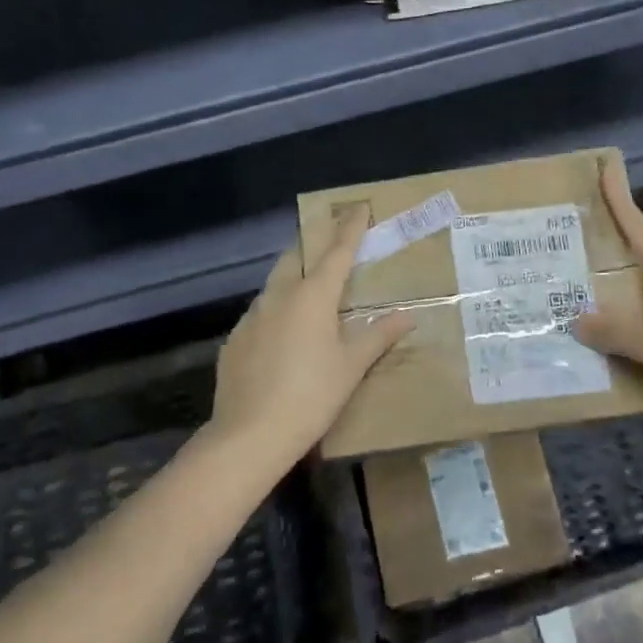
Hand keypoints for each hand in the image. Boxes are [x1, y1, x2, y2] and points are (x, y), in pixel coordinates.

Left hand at [208, 212, 413, 469]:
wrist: (249, 435)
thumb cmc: (311, 396)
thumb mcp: (351, 367)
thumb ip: (378, 337)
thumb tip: (407, 317)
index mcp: (312, 296)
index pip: (337, 252)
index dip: (350, 228)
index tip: (358, 207)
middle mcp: (279, 296)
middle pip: (297, 257)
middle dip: (314, 244)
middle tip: (331, 244)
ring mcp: (252, 316)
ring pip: (275, 283)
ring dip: (294, 276)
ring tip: (309, 288)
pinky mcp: (235, 339)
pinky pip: (260, 312)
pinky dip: (276, 309)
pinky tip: (282, 333)